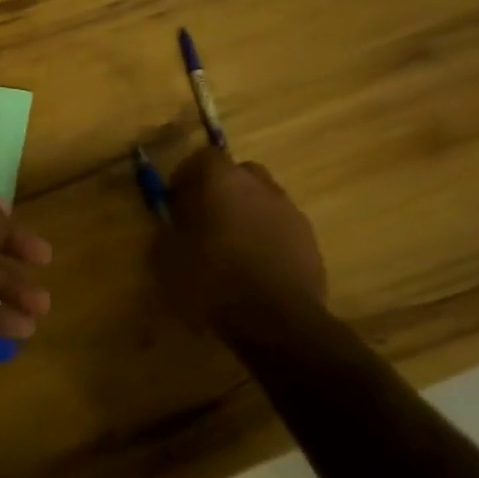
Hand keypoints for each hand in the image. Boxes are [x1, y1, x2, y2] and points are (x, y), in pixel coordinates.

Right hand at [157, 146, 325, 330]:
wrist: (276, 320)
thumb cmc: (212, 282)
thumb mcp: (169, 259)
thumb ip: (169, 230)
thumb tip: (172, 222)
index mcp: (221, 181)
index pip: (203, 157)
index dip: (187, 177)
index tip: (176, 201)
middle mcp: (259, 186)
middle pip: (238, 173)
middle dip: (220, 191)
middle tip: (204, 219)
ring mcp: (289, 210)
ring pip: (262, 199)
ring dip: (246, 214)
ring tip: (230, 248)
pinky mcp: (309, 239)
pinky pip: (280, 226)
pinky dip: (266, 237)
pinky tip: (255, 267)